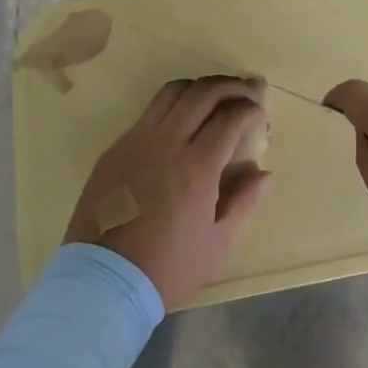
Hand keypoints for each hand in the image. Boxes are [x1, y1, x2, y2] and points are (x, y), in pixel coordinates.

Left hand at [63, 77, 270, 311]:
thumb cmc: (167, 268)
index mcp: (196, 166)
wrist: (103, 282)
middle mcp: (167, 142)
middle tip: (247, 92)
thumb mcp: (217, 244)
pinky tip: (181, 124)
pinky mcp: (116, 147)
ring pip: (173, 92)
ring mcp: (137, 140)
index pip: (231, 117)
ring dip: (200, 88)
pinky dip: (173, 107)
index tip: (261, 116)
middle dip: (232, 86)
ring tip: (215, 98)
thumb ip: (244, 202)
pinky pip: (149, 112)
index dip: (252, 110)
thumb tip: (264, 174)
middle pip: (204, 92)